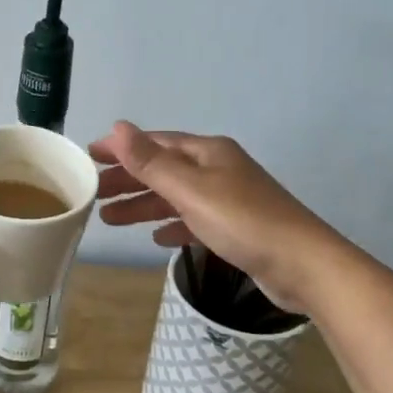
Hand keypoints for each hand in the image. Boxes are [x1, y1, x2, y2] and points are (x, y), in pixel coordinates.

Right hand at [91, 121, 326, 312]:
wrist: (304, 265)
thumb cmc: (243, 222)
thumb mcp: (191, 190)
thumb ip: (151, 162)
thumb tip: (118, 126)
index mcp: (207, 152)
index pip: (154, 143)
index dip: (121, 148)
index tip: (88, 157)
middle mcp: (217, 169)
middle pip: (163, 169)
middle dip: (128, 180)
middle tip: (93, 193)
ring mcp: (228, 198)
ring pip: (175, 196)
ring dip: (143, 205)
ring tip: (110, 219)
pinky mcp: (236, 228)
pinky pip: (193, 220)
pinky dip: (172, 225)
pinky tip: (157, 238)